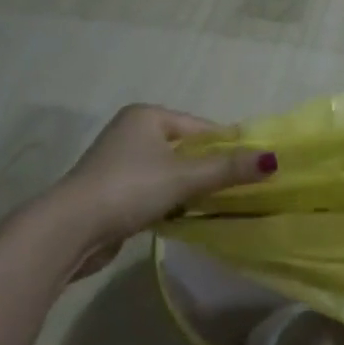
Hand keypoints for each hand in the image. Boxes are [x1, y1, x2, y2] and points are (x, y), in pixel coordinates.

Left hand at [25, 105, 274, 279]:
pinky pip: (154, 190)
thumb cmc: (130, 188)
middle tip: (240, 188)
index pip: (201, 127)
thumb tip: (274, 159)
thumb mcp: (185, 177)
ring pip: (170, 172)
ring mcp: (119, 163)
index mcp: (148, 116)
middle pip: (186, 149)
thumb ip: (228, 168)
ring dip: (190, 188)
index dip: (228, 146)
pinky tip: (185, 217)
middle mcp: (132, 132)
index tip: (254, 167)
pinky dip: (171, 201)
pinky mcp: (112, 191)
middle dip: (210, 169)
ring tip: (217, 205)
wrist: (69, 229)